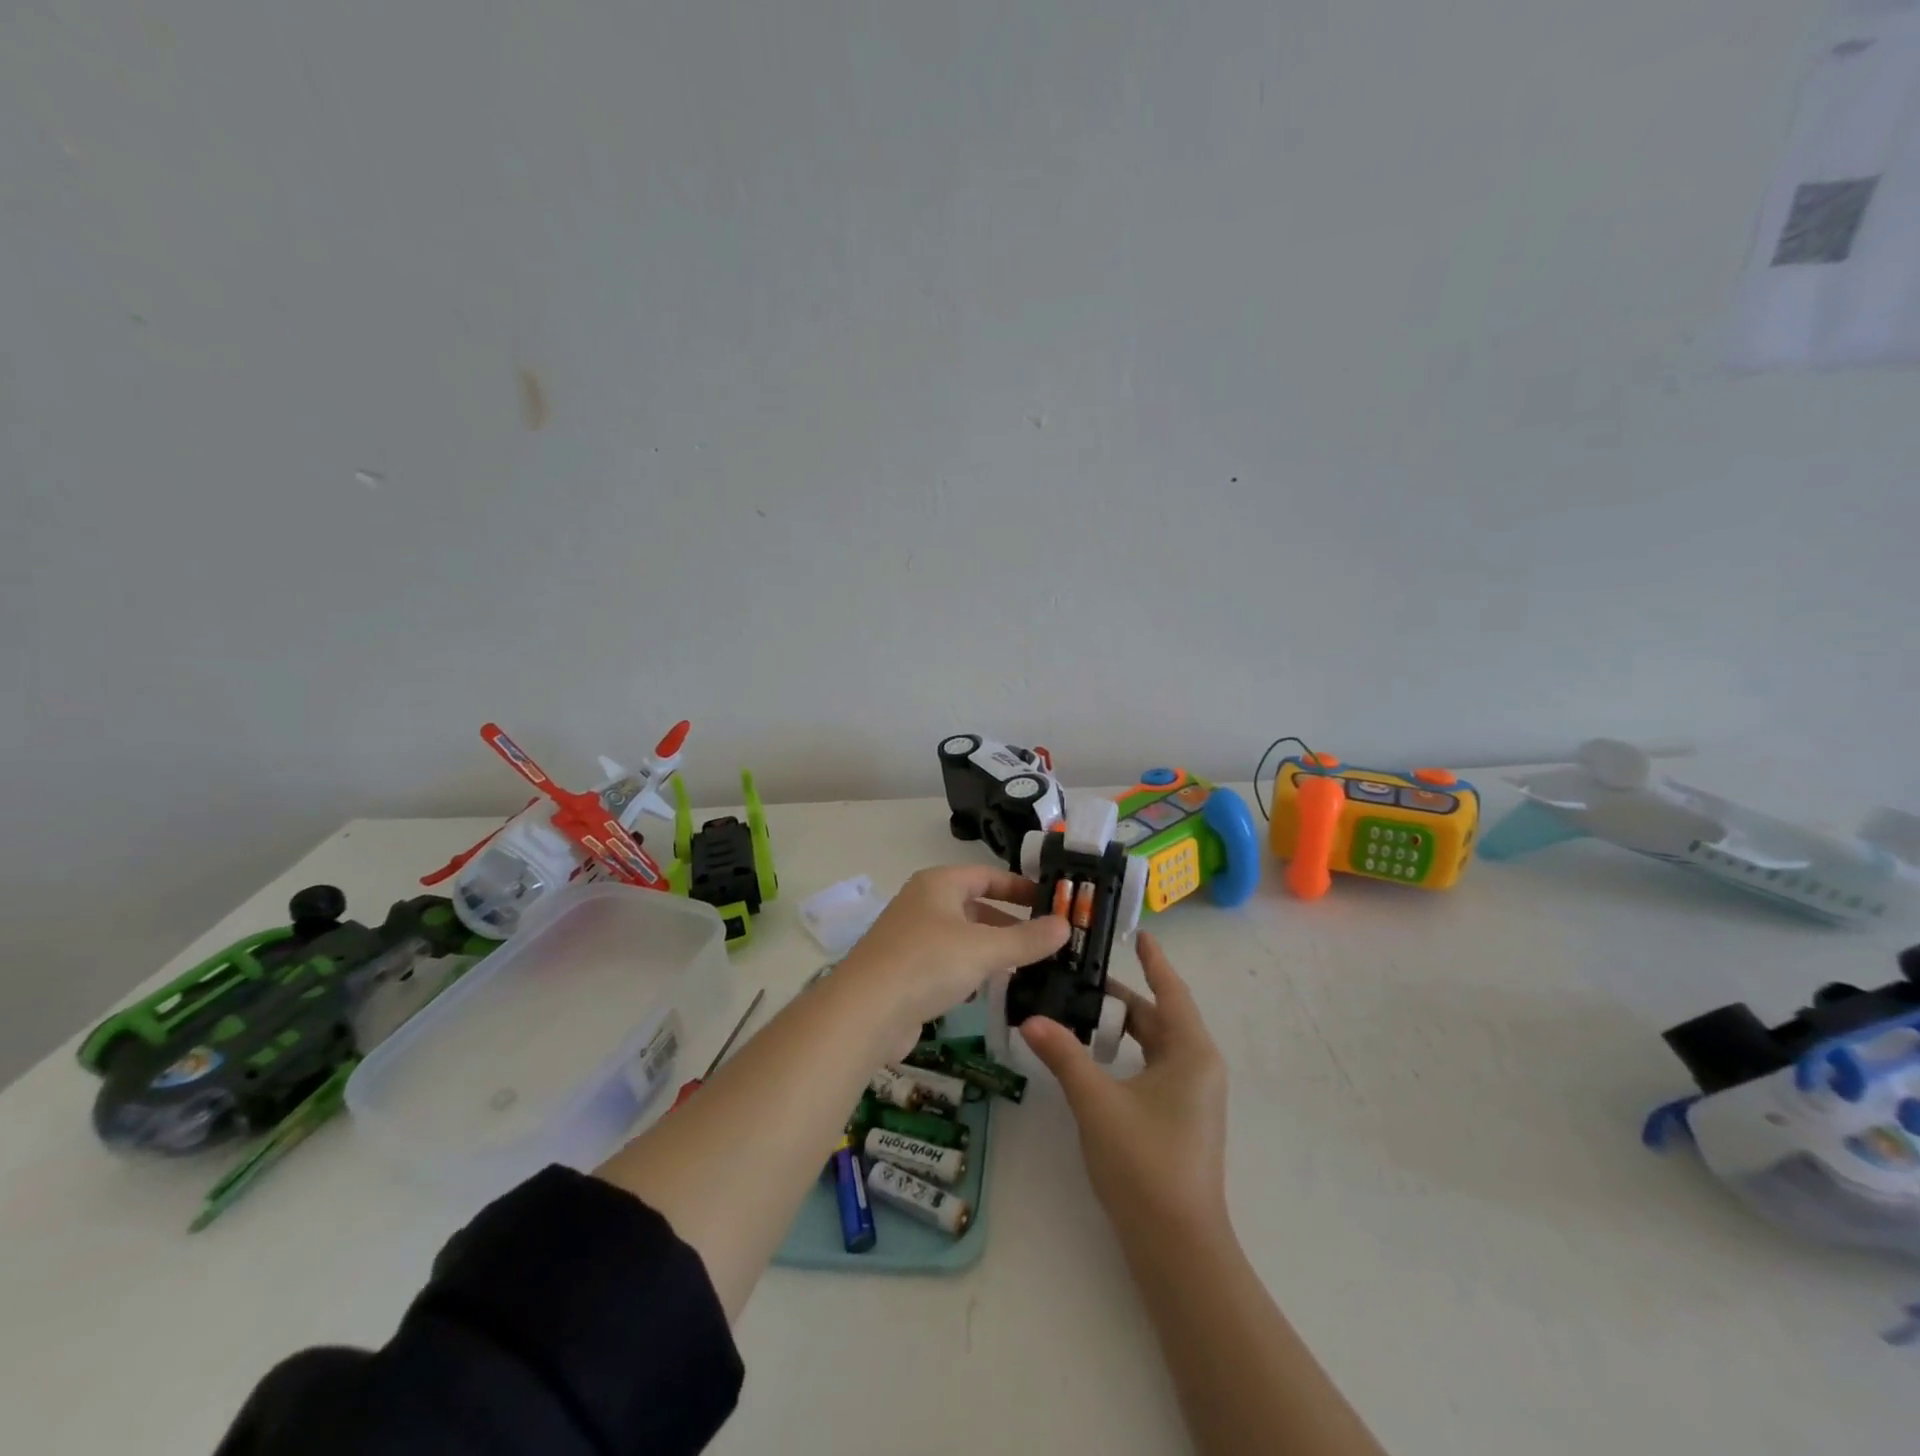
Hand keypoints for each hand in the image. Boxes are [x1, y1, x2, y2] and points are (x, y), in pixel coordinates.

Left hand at [838, 864, 1069, 1052]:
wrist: (865, 1012)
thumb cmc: (928, 963)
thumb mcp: (985, 949)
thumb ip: (1027, 939)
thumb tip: (1065, 925)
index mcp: (938, 884)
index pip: (986, 875)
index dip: (1019, 887)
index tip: (1051, 901)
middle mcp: (923, 904)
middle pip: (975, 905)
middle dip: (1010, 921)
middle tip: (1047, 939)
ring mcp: (911, 938)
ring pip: (963, 936)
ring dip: (993, 948)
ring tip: (1030, 965)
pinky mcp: (906, 972)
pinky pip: (949, 963)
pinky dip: (973, 970)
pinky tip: (993, 987)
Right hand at [1020, 932, 1229, 1240]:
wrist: (1177, 1247)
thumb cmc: (1144, 1163)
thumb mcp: (1097, 1102)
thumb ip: (1063, 1055)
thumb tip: (1029, 1018)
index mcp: (1191, 1052)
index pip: (1171, 991)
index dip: (1154, 960)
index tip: (1138, 933)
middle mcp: (1197, 1066)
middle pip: (1158, 1017)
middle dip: (1120, 997)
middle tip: (1079, 975)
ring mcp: (1191, 1095)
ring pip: (1153, 1044)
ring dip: (1120, 1026)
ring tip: (1078, 1009)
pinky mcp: (1180, 1117)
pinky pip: (1152, 1067)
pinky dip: (1125, 1052)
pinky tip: (1094, 1056)